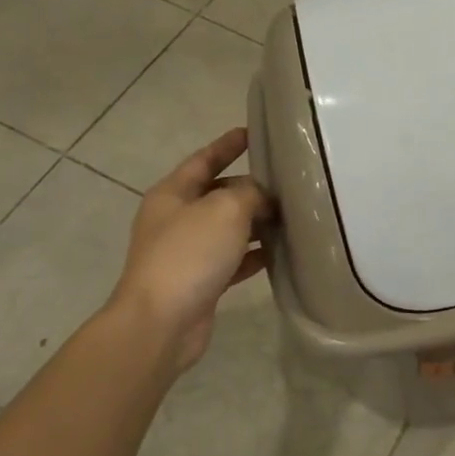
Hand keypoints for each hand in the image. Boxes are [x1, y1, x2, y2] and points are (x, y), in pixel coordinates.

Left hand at [109, 127, 272, 370]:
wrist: (161, 323)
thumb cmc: (189, 254)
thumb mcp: (225, 209)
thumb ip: (250, 193)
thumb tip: (263, 197)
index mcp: (173, 194)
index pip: (204, 160)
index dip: (227, 145)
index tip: (252, 132)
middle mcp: (177, 219)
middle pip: (219, 194)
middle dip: (251, 187)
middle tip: (287, 181)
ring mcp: (187, 253)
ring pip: (228, 228)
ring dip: (257, 222)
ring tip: (293, 215)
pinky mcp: (200, 282)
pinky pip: (233, 260)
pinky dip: (255, 254)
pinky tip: (281, 252)